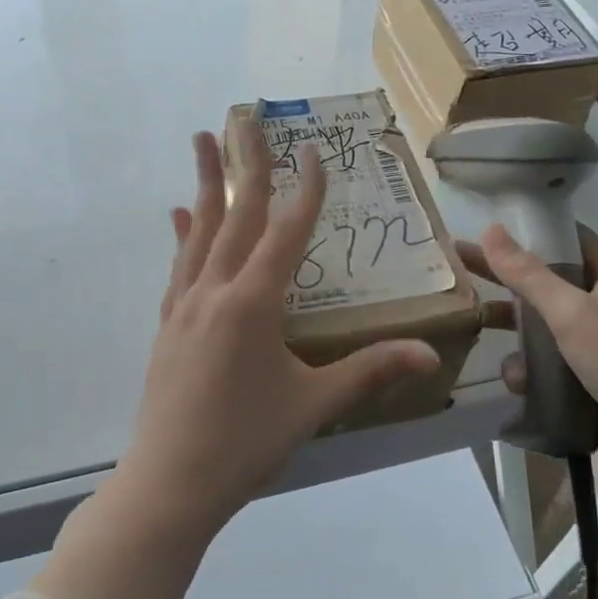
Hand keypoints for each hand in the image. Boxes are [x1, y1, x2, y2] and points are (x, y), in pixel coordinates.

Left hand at [120, 124, 441, 538]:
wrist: (170, 481)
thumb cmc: (246, 442)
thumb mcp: (313, 404)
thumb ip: (369, 370)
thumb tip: (429, 355)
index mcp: (254, 302)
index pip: (286, 231)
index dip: (305, 189)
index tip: (314, 150)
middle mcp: (216, 290)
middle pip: (235, 214)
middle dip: (246, 163)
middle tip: (244, 117)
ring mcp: (185, 304)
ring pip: (199, 230)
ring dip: (205, 184)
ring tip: (203, 142)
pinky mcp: (168, 324)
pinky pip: (180, 266)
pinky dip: (184, 235)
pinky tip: (180, 218)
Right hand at [459, 223, 597, 490]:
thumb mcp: (573, 312)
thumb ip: (528, 274)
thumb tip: (490, 229)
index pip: (569, 241)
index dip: (530, 233)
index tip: (487, 229)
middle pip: (548, 285)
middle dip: (507, 282)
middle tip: (459, 270)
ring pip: (543, 330)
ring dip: (515, 334)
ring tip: (477, 330)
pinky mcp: (589, 384)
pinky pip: (549, 368)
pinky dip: (530, 372)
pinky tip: (516, 382)